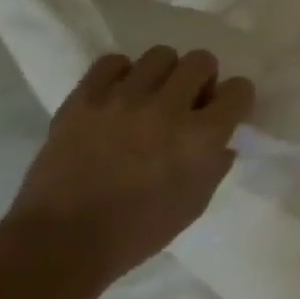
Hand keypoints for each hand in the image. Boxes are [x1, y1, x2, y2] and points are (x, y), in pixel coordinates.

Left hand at [0, 48, 254, 293]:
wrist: (60, 243)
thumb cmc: (137, 231)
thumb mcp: (196, 202)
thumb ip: (215, 163)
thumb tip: (220, 140)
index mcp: (201, 137)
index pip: (239, 89)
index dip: (235, 99)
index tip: (224, 112)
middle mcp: (168, 109)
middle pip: (201, 60)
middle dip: (202, 78)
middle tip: (187, 101)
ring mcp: (123, 100)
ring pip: (160, 55)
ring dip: (163, 74)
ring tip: (150, 97)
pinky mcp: (84, 100)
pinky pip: (111, 62)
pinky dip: (120, 74)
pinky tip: (117, 96)